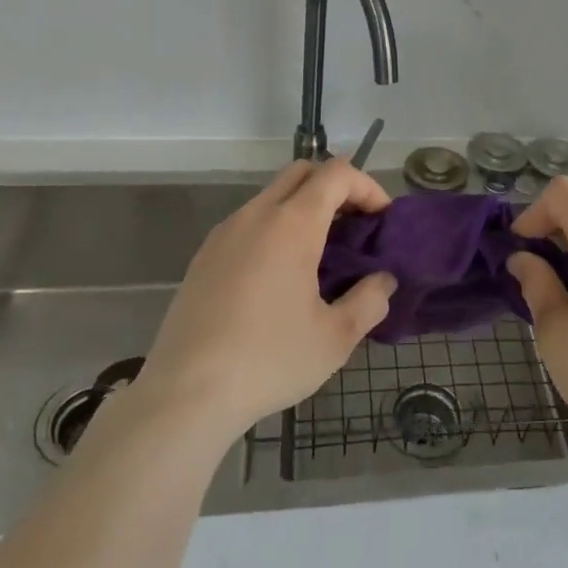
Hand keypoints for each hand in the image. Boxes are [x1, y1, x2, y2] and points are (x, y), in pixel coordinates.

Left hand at [135, 159, 396, 440]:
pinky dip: (276, 228)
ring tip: (322, 254)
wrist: (184, 395)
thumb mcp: (334, 338)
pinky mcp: (204, 256)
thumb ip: (369, 301)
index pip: (336, 174)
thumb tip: (383, 281)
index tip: (382, 219)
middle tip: (355, 226)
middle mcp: (256, 215)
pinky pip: (249, 222)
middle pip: (302, 172)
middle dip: (336, 187)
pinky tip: (280, 277)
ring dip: (304, 208)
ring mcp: (224, 233)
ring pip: (272, 196)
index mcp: (291, 224)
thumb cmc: (268, 360)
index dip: (367, 186)